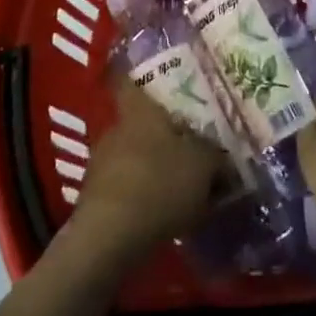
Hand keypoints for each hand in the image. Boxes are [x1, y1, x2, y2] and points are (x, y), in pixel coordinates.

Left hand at [68, 78, 223, 265]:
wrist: (109, 238)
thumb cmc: (159, 183)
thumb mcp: (203, 165)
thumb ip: (214, 155)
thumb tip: (220, 155)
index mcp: (140, 111)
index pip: (131, 81)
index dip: (139, 77)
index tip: (157, 80)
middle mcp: (115, 129)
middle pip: (139, 122)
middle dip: (160, 134)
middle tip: (188, 144)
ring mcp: (100, 164)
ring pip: (132, 155)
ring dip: (151, 167)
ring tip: (179, 185)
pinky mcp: (95, 198)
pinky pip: (125, 187)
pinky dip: (141, 195)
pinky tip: (162, 213)